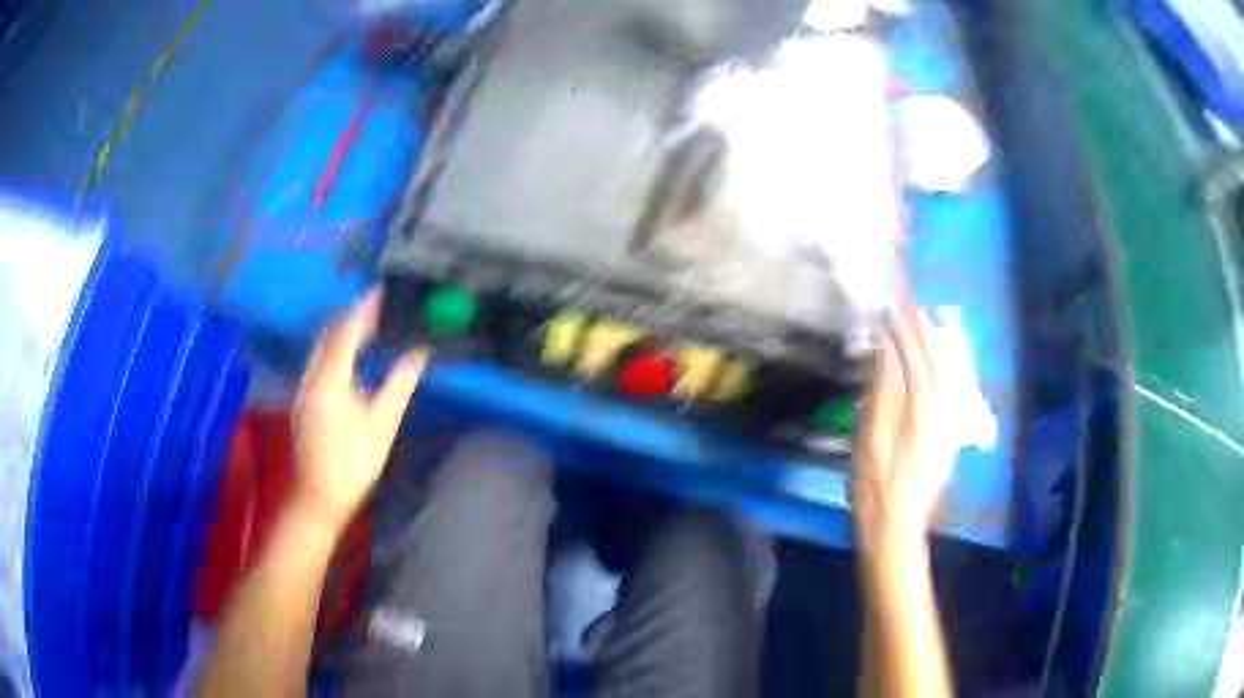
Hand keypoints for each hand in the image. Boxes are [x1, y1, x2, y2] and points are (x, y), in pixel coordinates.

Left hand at [292, 290, 426, 530]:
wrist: (320, 495)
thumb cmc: (354, 461)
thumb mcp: (383, 423)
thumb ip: (399, 383)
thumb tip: (419, 352)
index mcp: (331, 379)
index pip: (347, 332)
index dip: (364, 309)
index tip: (381, 291)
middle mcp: (312, 376)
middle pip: (329, 334)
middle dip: (351, 316)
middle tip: (377, 306)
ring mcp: (304, 387)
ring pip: (320, 346)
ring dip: (341, 331)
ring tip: (367, 325)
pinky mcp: (303, 398)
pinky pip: (317, 360)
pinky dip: (334, 347)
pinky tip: (349, 355)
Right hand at [851, 305, 955, 550]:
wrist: (897, 525)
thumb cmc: (875, 483)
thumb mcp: (870, 436)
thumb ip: (882, 390)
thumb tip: (886, 351)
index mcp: (922, 405)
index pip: (914, 355)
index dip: (902, 329)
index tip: (890, 307)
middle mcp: (944, 406)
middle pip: (937, 358)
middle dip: (923, 329)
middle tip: (908, 306)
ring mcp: (950, 420)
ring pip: (950, 371)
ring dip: (937, 344)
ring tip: (925, 323)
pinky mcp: (950, 432)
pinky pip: (954, 387)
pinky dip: (947, 366)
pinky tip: (941, 359)